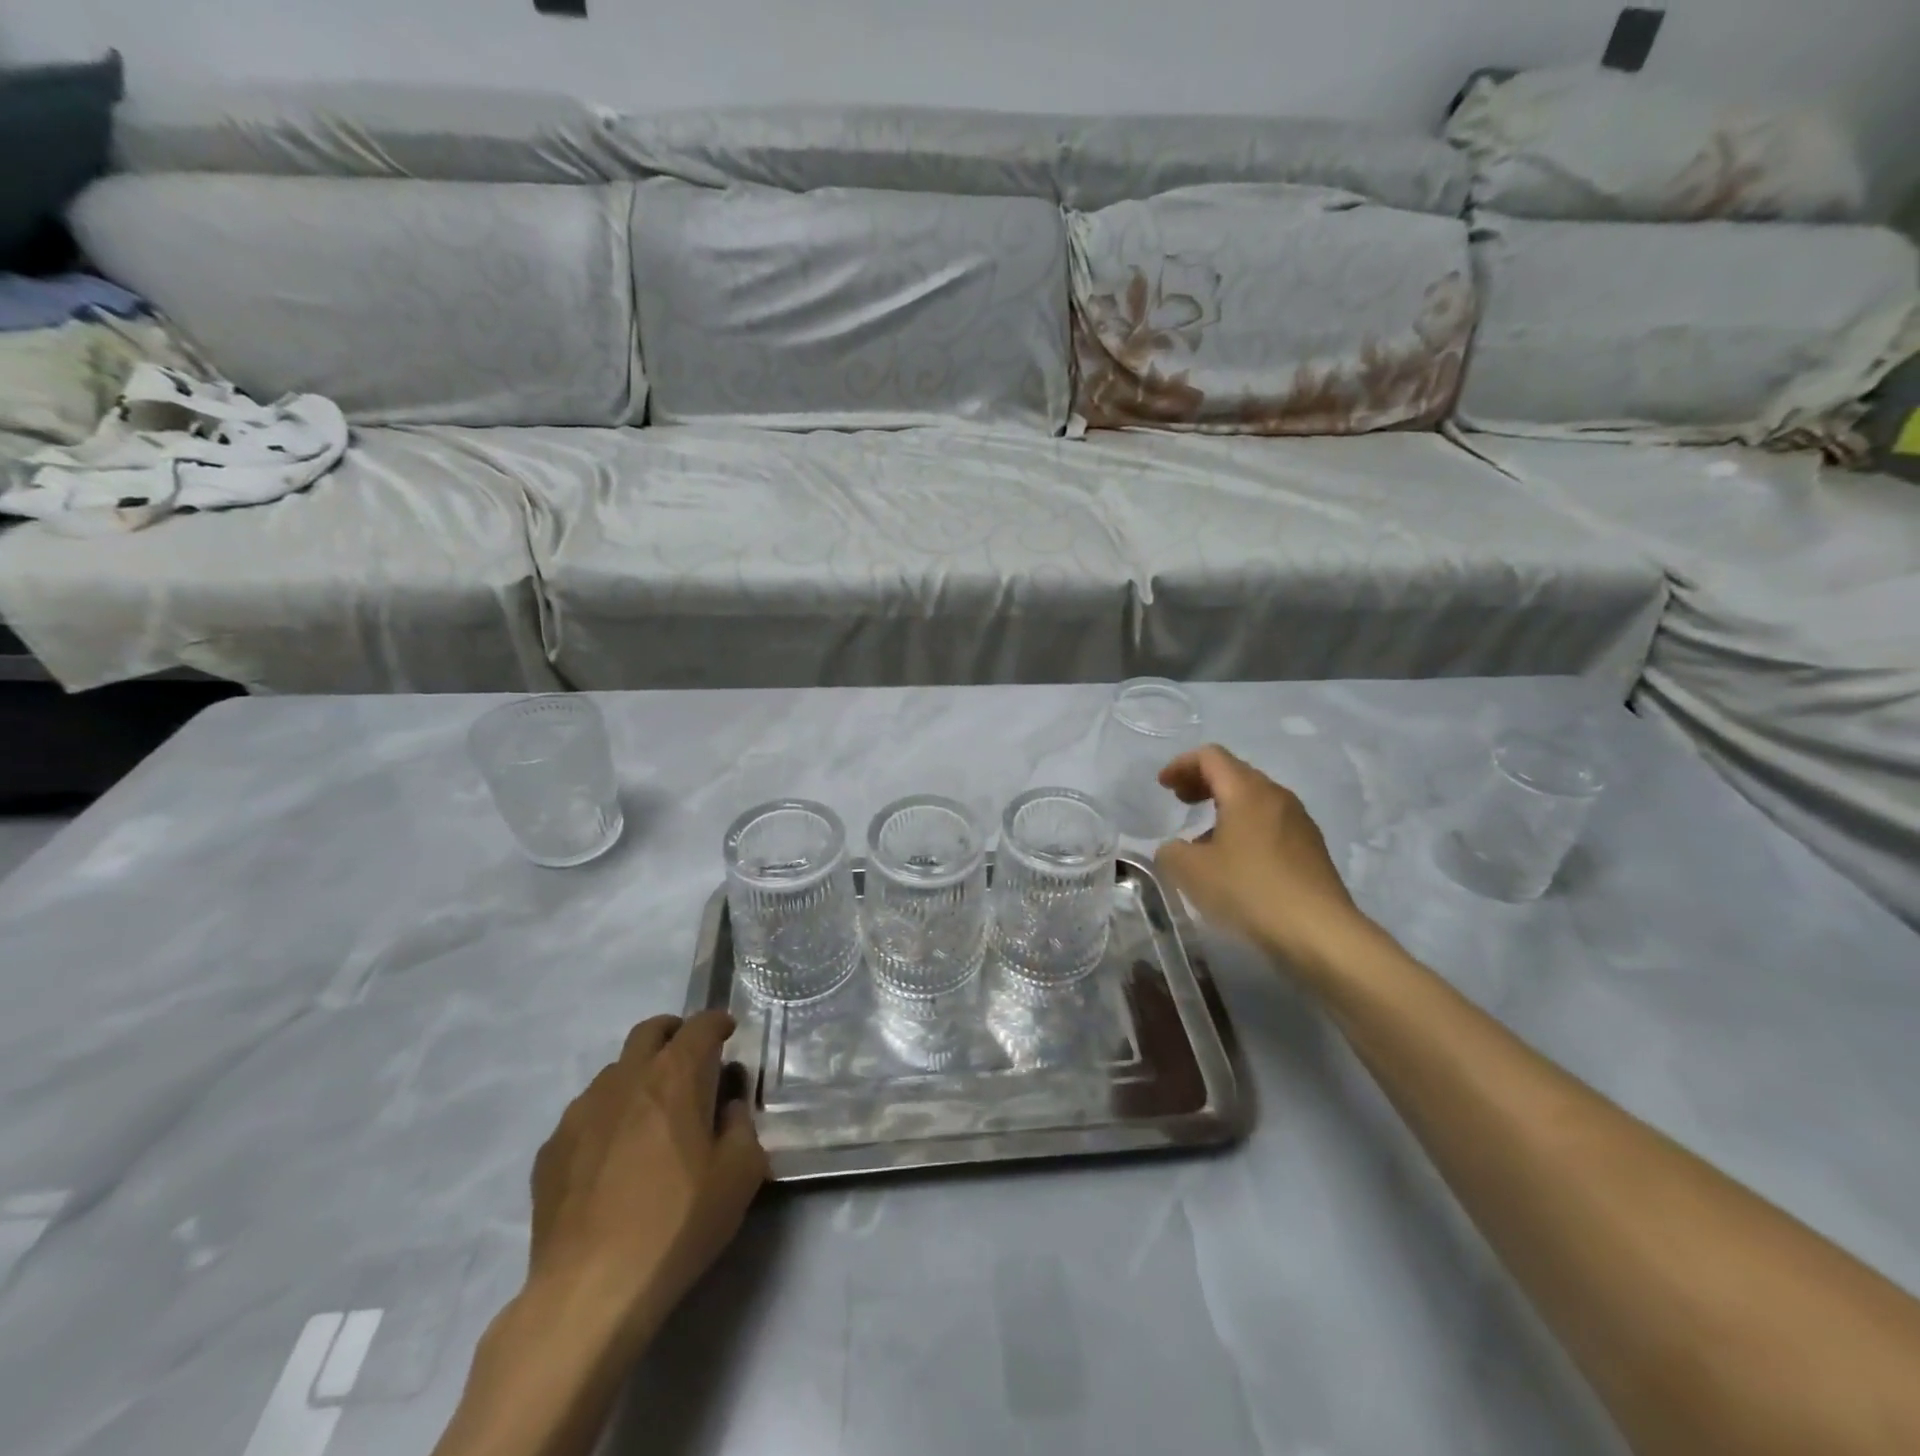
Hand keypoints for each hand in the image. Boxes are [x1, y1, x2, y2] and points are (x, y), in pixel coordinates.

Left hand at [529, 1011, 767, 1340]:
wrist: (590, 1290)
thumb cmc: (677, 1223)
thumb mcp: (740, 1175)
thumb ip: (741, 1127)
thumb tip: (727, 1109)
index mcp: (675, 1076)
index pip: (700, 1025)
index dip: (718, 1023)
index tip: (728, 1032)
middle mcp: (626, 1078)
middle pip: (649, 1031)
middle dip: (674, 1033)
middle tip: (690, 1058)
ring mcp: (581, 1111)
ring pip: (614, 1071)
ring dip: (638, 1076)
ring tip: (652, 1113)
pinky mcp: (551, 1149)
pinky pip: (585, 1114)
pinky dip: (607, 1117)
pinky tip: (613, 1156)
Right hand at [1155, 745, 1376, 977]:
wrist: (1320, 933)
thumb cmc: (1250, 891)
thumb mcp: (1191, 872)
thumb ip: (1171, 851)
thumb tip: (1175, 848)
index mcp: (1247, 791)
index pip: (1211, 757)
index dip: (1182, 764)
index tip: (1163, 786)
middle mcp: (1277, 797)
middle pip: (1235, 773)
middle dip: (1202, 782)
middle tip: (1179, 800)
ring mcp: (1299, 822)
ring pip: (1255, 799)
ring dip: (1224, 806)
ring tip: (1203, 836)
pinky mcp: (1311, 849)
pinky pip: (1270, 823)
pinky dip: (1245, 827)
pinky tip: (1235, 861)